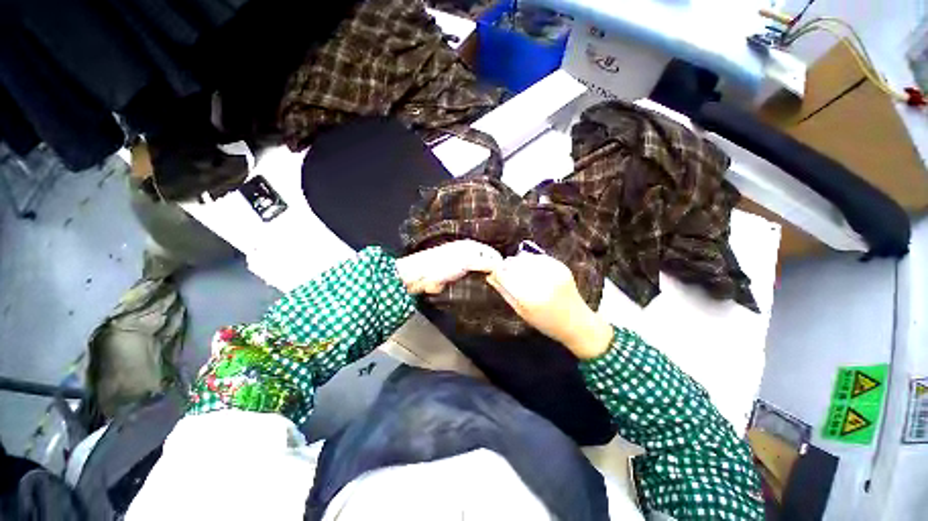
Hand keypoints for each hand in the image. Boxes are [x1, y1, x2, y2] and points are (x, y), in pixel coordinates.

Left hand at [396, 240, 502, 294]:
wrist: (420, 275)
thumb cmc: (442, 264)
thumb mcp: (467, 261)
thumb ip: (485, 262)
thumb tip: (501, 265)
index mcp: (471, 246)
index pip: (492, 253)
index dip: (500, 263)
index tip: (508, 275)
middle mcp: (468, 254)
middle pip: (487, 262)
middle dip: (494, 271)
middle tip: (504, 283)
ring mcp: (462, 265)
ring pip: (480, 271)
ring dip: (486, 278)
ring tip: (496, 287)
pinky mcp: (457, 276)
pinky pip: (471, 279)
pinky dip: (477, 283)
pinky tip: (482, 289)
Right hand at [486, 253, 612, 359]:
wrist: (578, 323)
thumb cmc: (546, 323)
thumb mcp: (521, 312)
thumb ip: (505, 292)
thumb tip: (490, 276)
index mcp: (530, 298)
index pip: (505, 275)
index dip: (497, 271)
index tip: (494, 273)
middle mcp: (542, 282)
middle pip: (514, 263)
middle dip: (506, 266)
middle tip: (506, 273)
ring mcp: (553, 272)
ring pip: (525, 258)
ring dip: (518, 263)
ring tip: (520, 273)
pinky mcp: (561, 267)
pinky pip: (538, 257)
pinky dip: (531, 261)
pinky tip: (532, 270)